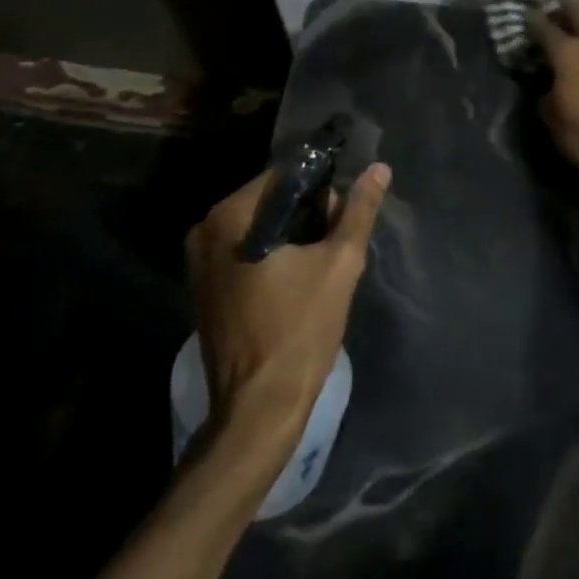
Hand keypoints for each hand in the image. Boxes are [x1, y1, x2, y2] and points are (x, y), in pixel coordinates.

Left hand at [185, 162, 390, 453]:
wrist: (259, 409)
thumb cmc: (300, 330)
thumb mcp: (339, 264)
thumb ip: (358, 211)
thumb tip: (379, 169)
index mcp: (229, 217)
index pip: (283, 176)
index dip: (320, 189)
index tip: (342, 218)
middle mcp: (205, 231)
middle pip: (268, 201)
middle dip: (307, 214)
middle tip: (336, 245)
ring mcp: (199, 263)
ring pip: (258, 228)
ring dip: (292, 236)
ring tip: (321, 264)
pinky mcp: (205, 289)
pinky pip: (244, 252)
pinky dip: (272, 256)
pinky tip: (297, 281)